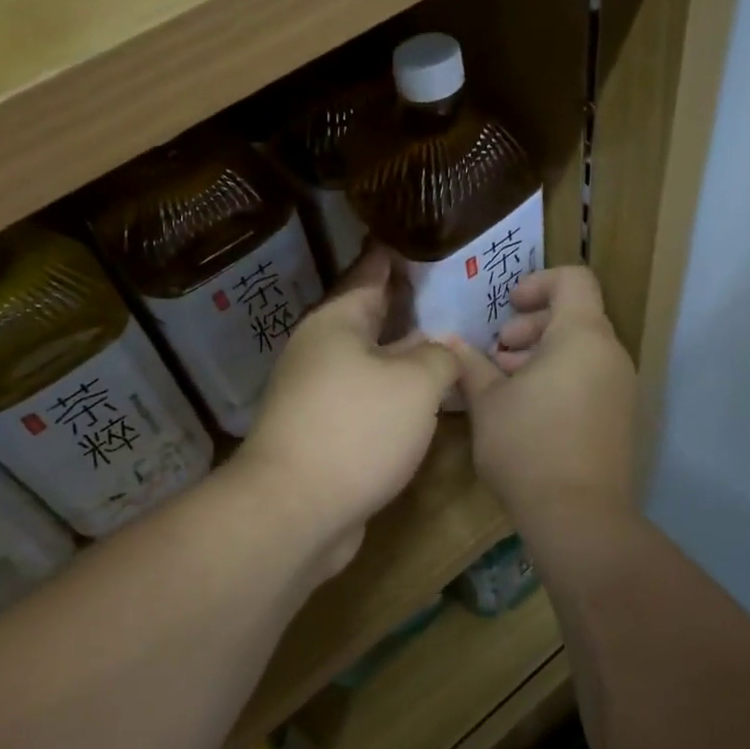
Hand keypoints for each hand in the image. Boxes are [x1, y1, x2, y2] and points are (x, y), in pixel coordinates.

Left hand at [235, 249, 457, 577]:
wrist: (295, 510)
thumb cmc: (357, 430)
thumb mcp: (415, 384)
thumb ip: (439, 358)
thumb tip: (443, 351)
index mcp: (336, 323)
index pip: (371, 274)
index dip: (397, 257)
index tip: (422, 237)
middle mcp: (321, 351)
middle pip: (370, 318)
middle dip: (409, 306)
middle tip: (454, 292)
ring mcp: (318, 395)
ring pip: (371, 362)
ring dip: (405, 354)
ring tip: (450, 342)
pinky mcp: (324, 433)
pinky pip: (368, 399)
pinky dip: (396, 394)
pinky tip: (426, 399)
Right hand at [446, 267, 636, 525]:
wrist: (578, 516)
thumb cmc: (527, 446)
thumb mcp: (487, 401)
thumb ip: (469, 364)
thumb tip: (449, 341)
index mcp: (582, 336)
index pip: (574, 279)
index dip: (538, 282)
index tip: (507, 308)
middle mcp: (610, 354)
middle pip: (575, 315)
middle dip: (531, 326)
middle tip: (497, 354)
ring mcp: (620, 387)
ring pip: (580, 350)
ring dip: (541, 355)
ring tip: (504, 384)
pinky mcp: (619, 417)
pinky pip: (589, 378)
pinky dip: (559, 378)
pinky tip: (526, 410)